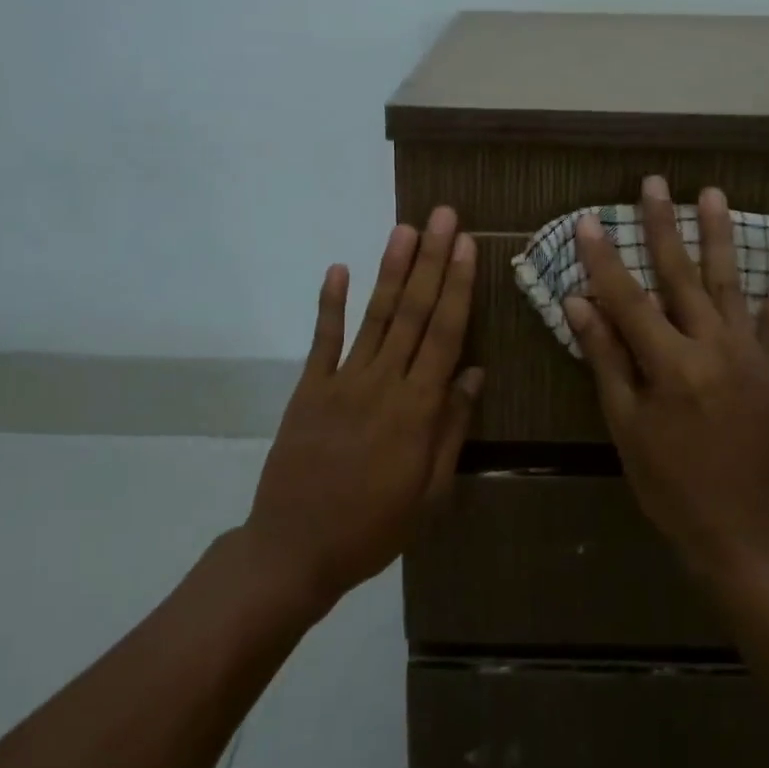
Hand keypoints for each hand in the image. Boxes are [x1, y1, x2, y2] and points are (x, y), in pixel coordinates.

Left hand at [246, 208, 482, 609]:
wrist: (294, 551)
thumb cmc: (373, 528)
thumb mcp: (429, 493)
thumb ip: (451, 429)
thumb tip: (474, 373)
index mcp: (417, 410)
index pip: (445, 334)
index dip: (459, 286)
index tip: (467, 246)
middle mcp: (383, 384)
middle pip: (413, 312)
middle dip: (432, 261)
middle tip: (444, 216)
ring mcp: (342, 382)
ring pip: (374, 316)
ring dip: (391, 270)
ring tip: (406, 229)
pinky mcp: (309, 389)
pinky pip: (322, 340)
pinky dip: (330, 303)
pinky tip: (339, 268)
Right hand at [563, 178, 768, 577]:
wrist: (740, 528)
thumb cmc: (669, 482)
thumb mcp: (626, 424)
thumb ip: (607, 358)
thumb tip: (578, 302)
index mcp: (670, 365)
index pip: (628, 299)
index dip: (604, 259)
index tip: (588, 220)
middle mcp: (713, 347)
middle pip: (680, 276)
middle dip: (662, 227)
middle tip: (652, 184)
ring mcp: (751, 354)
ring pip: (729, 282)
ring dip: (719, 235)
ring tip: (711, 193)